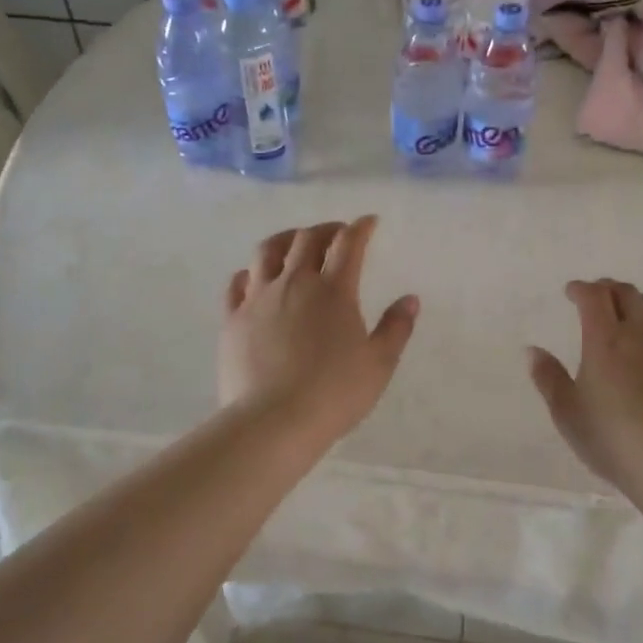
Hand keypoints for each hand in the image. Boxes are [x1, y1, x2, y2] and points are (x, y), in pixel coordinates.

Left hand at [219, 217, 419, 446]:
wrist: (273, 421)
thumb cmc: (334, 393)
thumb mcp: (379, 363)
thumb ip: (396, 328)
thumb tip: (410, 299)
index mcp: (334, 290)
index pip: (349, 244)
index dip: (361, 228)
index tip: (369, 222)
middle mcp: (295, 283)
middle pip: (307, 238)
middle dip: (325, 229)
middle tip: (337, 233)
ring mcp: (258, 298)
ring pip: (268, 251)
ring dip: (286, 239)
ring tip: (294, 242)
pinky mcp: (233, 318)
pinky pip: (237, 282)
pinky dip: (250, 271)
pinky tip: (254, 276)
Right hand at [527, 280, 642, 484]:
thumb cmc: (609, 436)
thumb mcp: (566, 411)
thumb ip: (548, 377)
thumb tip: (533, 351)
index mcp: (604, 339)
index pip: (593, 296)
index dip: (581, 289)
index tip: (571, 292)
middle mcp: (640, 333)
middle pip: (626, 293)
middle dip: (608, 288)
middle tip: (598, 296)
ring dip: (639, 301)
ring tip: (631, 311)